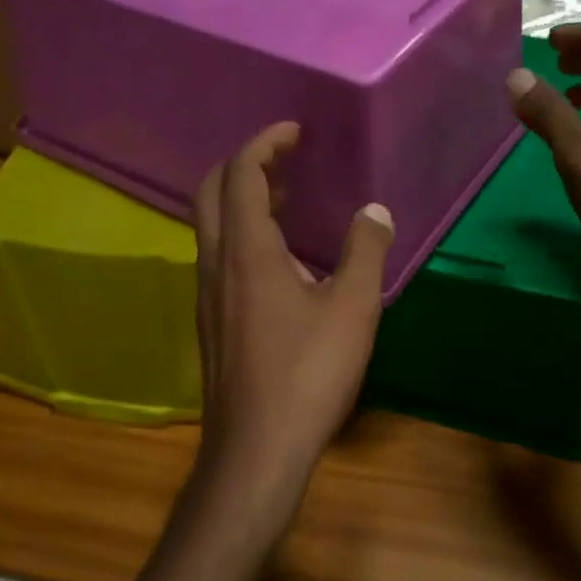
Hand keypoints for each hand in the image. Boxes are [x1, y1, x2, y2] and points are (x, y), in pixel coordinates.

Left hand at [190, 123, 393, 530]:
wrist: (255, 448)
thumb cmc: (307, 373)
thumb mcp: (352, 309)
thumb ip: (365, 252)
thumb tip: (374, 212)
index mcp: (246, 249)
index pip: (241, 172)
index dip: (265, 142)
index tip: (295, 133)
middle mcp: (215, 263)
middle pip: (213, 191)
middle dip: (245, 164)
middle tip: (286, 160)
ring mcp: (206, 294)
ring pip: (212, 227)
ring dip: (242, 201)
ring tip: (287, 200)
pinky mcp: (211, 321)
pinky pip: (219, 257)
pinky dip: (243, 236)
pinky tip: (281, 262)